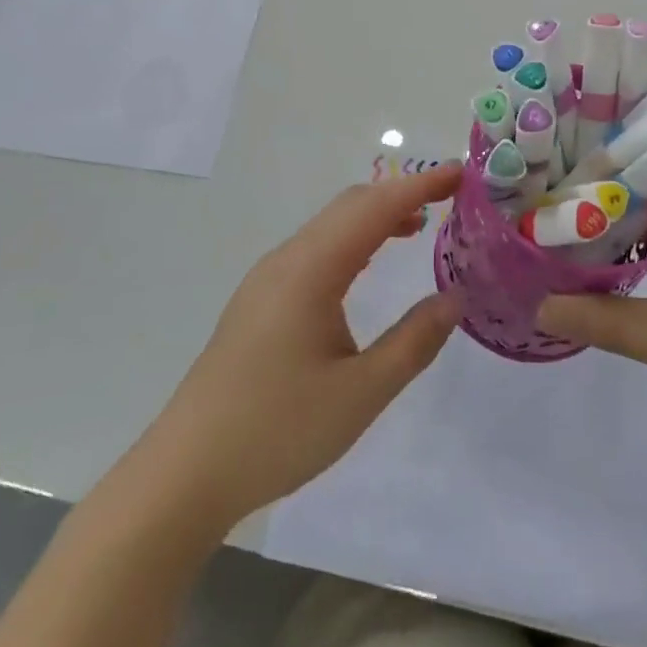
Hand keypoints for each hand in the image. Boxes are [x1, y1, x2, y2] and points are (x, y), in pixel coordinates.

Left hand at [141, 165, 464, 531]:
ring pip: (329, 227)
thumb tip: (455, 297)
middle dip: (400, 194)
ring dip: (375, 217)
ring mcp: (267, 279)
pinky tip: (367, 266)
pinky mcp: (259, 302)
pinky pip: (314, 250)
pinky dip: (352, 241)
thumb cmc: (278, 430)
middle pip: (349, 206)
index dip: (419, 185)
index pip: (375, 207)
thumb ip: (414, 341)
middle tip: (449, 200)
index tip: (461, 174)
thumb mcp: (362, 392)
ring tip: (419, 227)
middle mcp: (286, 260)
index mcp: (311, 270)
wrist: (186, 473)